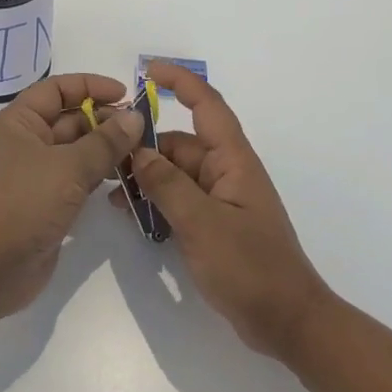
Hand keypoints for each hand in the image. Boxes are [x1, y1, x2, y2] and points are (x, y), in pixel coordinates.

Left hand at [0, 72, 145, 322]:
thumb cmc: (23, 203)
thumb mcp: (69, 167)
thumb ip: (105, 141)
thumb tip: (134, 117)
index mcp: (20, 122)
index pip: (58, 89)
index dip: (91, 86)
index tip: (126, 95)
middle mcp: (26, 143)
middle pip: (70, 120)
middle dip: (106, 121)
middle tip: (144, 131)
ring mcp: (35, 175)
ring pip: (77, 152)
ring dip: (107, 151)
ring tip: (142, 155)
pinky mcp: (46, 204)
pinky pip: (77, 180)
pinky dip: (100, 177)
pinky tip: (126, 181)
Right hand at [127, 63, 335, 362]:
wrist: (286, 322)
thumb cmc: (250, 267)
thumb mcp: (202, 223)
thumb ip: (167, 184)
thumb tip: (137, 150)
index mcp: (232, 160)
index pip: (207, 106)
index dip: (180, 82)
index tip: (147, 70)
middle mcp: (226, 172)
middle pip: (180, 143)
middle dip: (145, 146)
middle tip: (104, 160)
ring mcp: (219, 199)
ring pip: (175, 173)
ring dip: (146, 177)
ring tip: (110, 193)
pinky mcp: (213, 225)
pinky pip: (178, 200)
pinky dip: (155, 202)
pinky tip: (129, 216)